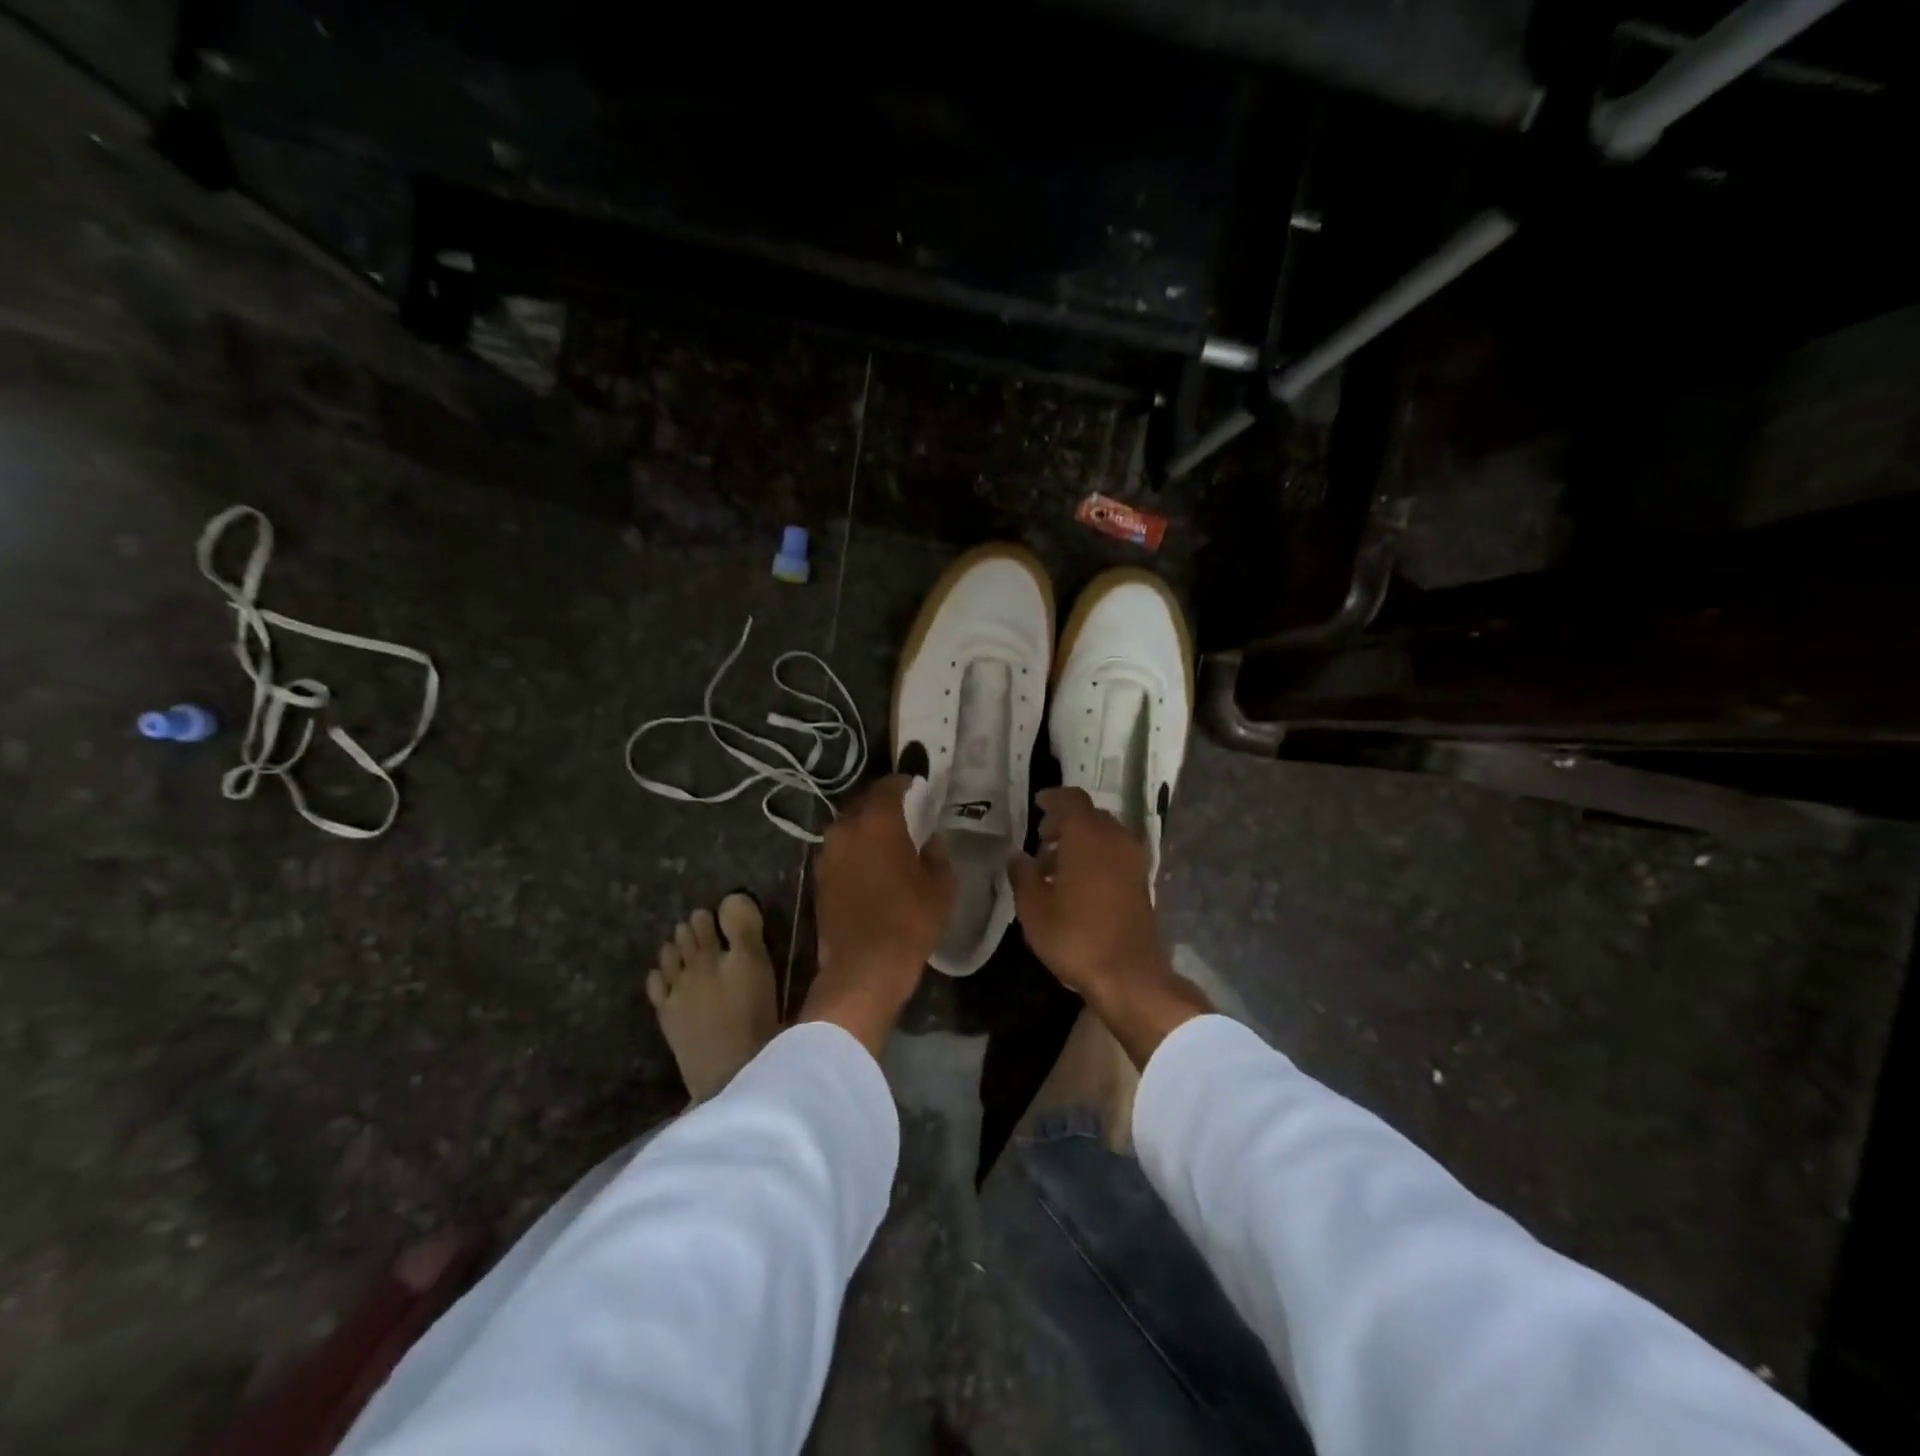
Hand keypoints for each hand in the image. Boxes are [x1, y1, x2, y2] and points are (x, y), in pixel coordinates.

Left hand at [801, 774, 954, 1056]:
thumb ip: (937, 855)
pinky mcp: (818, 879)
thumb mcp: (941, 886)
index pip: (888, 786)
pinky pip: (839, 852)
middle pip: (863, 803)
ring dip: (865, 828)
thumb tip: (930, 840)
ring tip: (886, 839)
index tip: (917, 786)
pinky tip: (870, 866)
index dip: (904, 782)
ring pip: (848, 828)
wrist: (863, 968)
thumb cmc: (909, 921)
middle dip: (882, 804)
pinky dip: (854, 851)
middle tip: (903, 811)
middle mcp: (845, 830)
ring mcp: (827, 855)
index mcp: (877, 822)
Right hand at [1009, 787, 1209, 1065]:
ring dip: (1081, 841)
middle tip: (1041, 837)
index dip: (1053, 798)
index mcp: (1087, 835)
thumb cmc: (1075, 936)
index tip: (1037, 803)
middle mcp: (1115, 838)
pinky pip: (1115, 854)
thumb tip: (1017, 856)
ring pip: (1104, 835)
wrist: (1129, 975)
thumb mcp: (1034, 908)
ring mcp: (1133, 860)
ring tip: (1053, 865)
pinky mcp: (1143, 881)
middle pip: (1090, 816)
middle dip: (1065, 821)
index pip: (1071, 799)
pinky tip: (1077, 882)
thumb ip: (1023, 875)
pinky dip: (1096, 856)